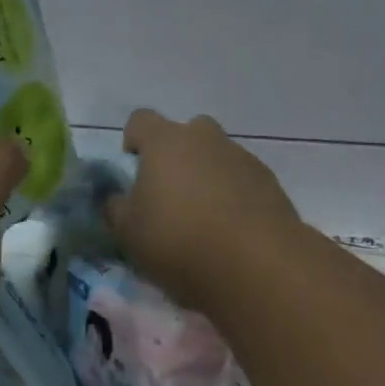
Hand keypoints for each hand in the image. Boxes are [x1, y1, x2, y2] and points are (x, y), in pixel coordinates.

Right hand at [106, 108, 305, 304]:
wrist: (258, 265)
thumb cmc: (180, 242)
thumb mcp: (129, 233)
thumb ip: (115, 208)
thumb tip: (115, 197)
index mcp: (165, 141)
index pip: (140, 120)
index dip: (133, 140)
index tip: (133, 168)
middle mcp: (204, 137)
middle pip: (185, 133)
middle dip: (176, 155)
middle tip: (170, 194)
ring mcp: (241, 157)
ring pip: (216, 156)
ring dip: (207, 176)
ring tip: (204, 220)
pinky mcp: (269, 181)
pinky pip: (242, 179)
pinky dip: (234, 195)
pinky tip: (232, 231)